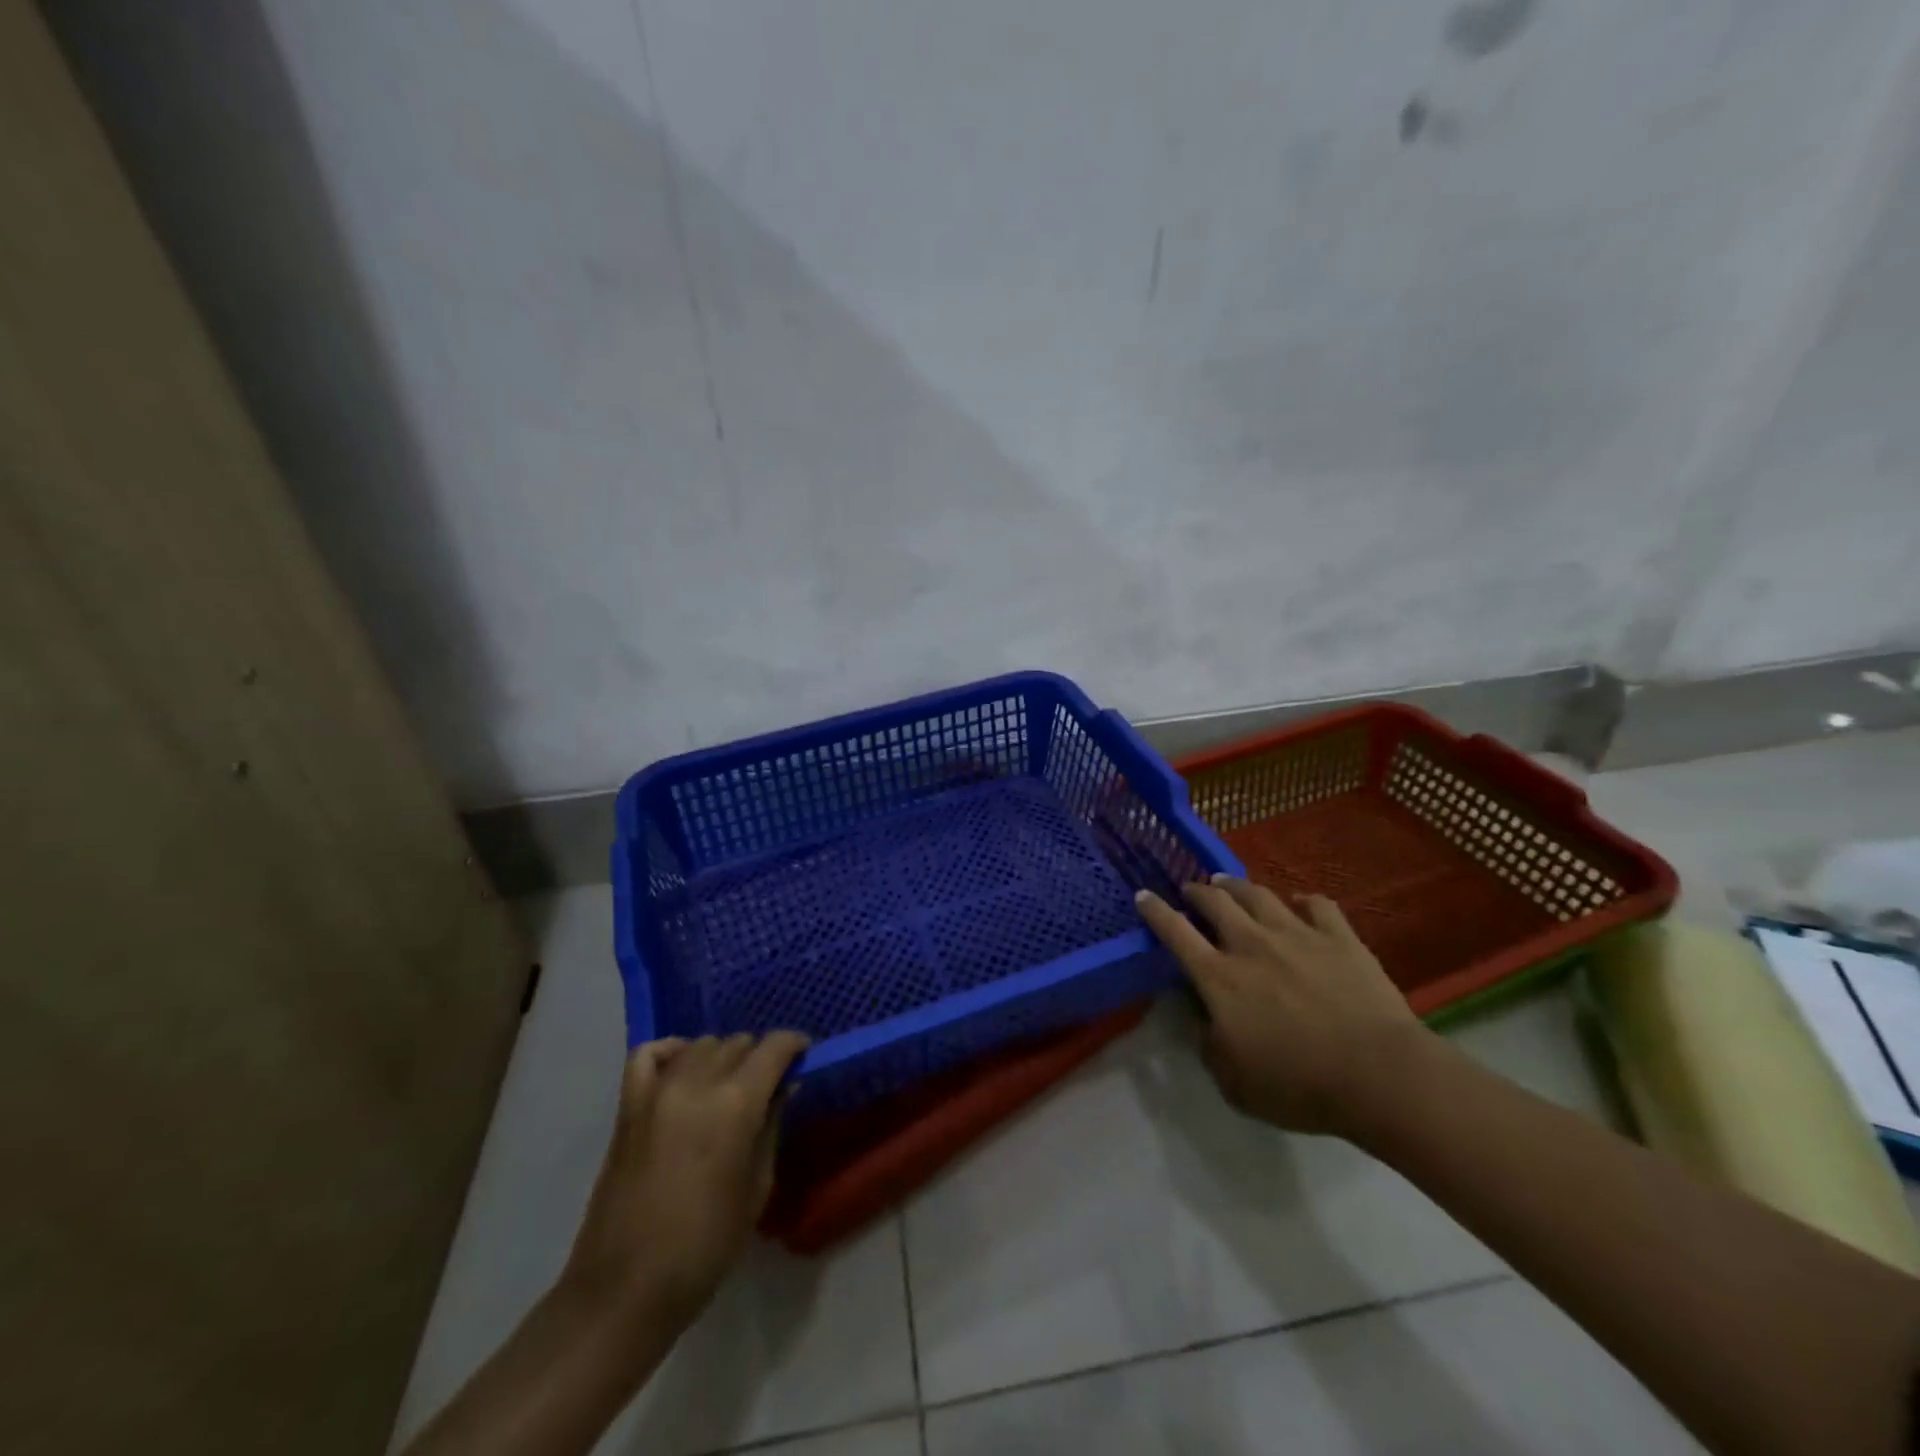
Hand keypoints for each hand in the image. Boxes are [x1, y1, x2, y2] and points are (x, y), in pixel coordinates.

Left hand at [563, 1031, 808, 1326]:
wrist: (625, 1291)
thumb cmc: (705, 1247)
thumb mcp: (757, 1188)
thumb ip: (771, 1126)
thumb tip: (784, 1086)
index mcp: (736, 1104)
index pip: (774, 1047)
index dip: (795, 1045)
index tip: (804, 1056)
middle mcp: (697, 1083)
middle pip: (738, 1043)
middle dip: (759, 1057)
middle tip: (768, 1086)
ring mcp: (657, 1091)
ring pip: (701, 1044)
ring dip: (722, 1056)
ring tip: (728, 1085)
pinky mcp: (628, 1106)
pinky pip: (650, 1054)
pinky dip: (672, 1052)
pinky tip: (683, 1069)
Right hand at [1136, 877, 1426, 1137]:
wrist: (1379, 1074)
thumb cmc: (1299, 1085)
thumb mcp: (1235, 1084)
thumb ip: (1211, 1049)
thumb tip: (1205, 1024)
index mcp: (1219, 978)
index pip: (1175, 933)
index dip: (1155, 911)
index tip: (1143, 895)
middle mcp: (1251, 945)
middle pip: (1216, 901)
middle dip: (1198, 891)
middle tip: (1192, 889)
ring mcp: (1297, 934)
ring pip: (1259, 895)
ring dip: (1238, 886)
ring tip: (1229, 884)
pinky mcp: (1339, 937)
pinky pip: (1318, 905)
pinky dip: (1304, 901)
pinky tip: (1301, 903)